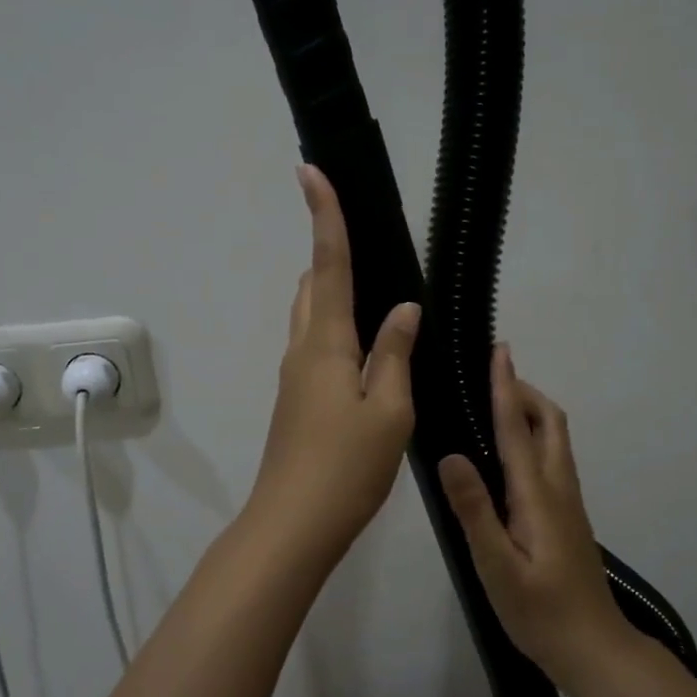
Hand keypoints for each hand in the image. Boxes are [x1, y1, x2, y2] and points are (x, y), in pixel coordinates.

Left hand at [244, 165, 419, 571]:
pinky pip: (317, 347)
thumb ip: (394, 354)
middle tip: (368, 241)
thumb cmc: (346, 467)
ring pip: (313, 318)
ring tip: (379, 294)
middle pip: (313, 286)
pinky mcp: (297, 401)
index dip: (324, 216)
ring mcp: (294, 378)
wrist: (293, 524)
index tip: (311, 171)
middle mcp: (302, 350)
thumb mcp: (389, 411)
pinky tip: (370, 349)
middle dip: (332, 254)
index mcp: (325, 343)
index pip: (327, 265)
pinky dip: (339, 330)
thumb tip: (403, 308)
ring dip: (335, 294)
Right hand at [438, 347, 629, 678]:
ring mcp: (567, 503)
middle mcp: (558, 489)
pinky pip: (552, 459)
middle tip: (494, 373)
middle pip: (550, 424)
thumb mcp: (496, 567)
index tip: (500, 351)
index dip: (507, 387)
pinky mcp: (567, 517)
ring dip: (532, 411)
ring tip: (499, 402)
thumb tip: (451, 456)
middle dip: (525, 391)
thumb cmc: (540, 612)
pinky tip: (511, 454)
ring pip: (555, 440)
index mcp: (537, 496)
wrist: (593, 648)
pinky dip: (533, 436)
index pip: (519, 429)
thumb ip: (475, 511)